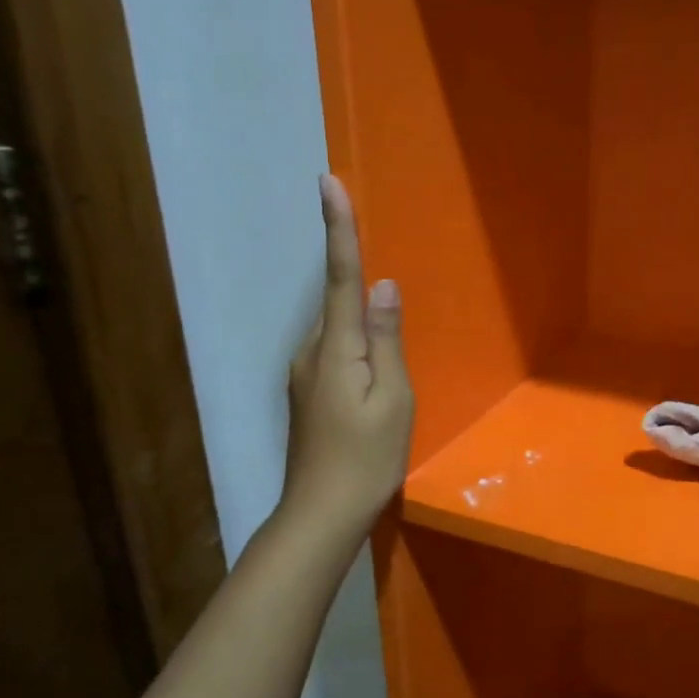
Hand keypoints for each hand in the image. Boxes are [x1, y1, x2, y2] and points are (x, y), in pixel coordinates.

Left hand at [281, 175, 413, 529]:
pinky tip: (375, 378)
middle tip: (380, 291)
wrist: (321, 514)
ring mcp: (305, 375)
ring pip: (339, 332)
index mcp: (336, 348)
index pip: (340, 276)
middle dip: (355, 280)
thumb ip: (386, 339)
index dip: (337, 228)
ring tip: (387, 357)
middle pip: (338, 303)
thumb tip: (384, 287)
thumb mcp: (393, 398)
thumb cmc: (367, 458)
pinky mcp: (309, 394)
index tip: (328, 182)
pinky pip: (337, 353)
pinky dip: (356, 348)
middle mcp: (312, 352)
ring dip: (362, 327)